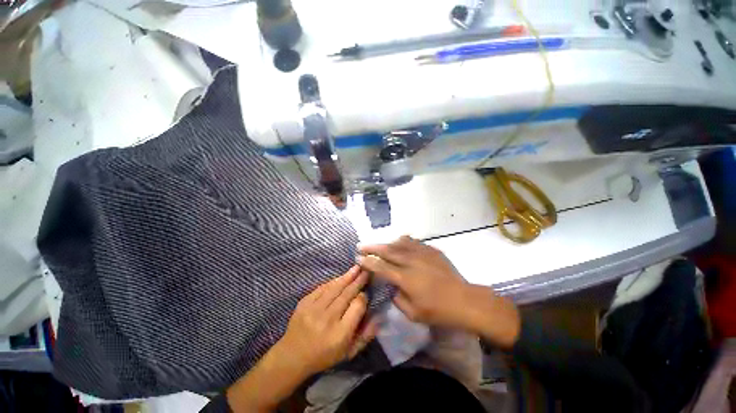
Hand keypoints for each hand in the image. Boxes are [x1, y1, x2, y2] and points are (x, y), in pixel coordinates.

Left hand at [276, 265, 378, 376]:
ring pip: (335, 288)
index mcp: (340, 334)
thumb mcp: (349, 353)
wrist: (292, 356)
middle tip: (366, 271)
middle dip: (358, 281)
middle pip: (347, 294)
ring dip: (347, 277)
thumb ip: (366, 335)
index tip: (366, 293)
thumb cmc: (324, 355)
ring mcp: (313, 309)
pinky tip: (340, 277)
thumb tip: (379, 315)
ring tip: (356, 268)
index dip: (363, 297)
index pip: (357, 307)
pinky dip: (333, 281)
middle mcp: (327, 319)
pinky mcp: (304, 303)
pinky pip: (322, 288)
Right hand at [358, 236, 520, 348]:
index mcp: (405, 278)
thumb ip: (397, 298)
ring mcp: (422, 253)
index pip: (380, 267)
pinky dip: (403, 242)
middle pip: (387, 250)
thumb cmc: (438, 311)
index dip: (367, 262)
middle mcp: (411, 261)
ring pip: (399, 242)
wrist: (465, 300)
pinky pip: (413, 241)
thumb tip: (392, 287)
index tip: (358, 258)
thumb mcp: (413, 313)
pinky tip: (401, 244)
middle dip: (372, 247)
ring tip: (382, 246)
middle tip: (361, 245)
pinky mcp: (431, 250)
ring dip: (387, 243)